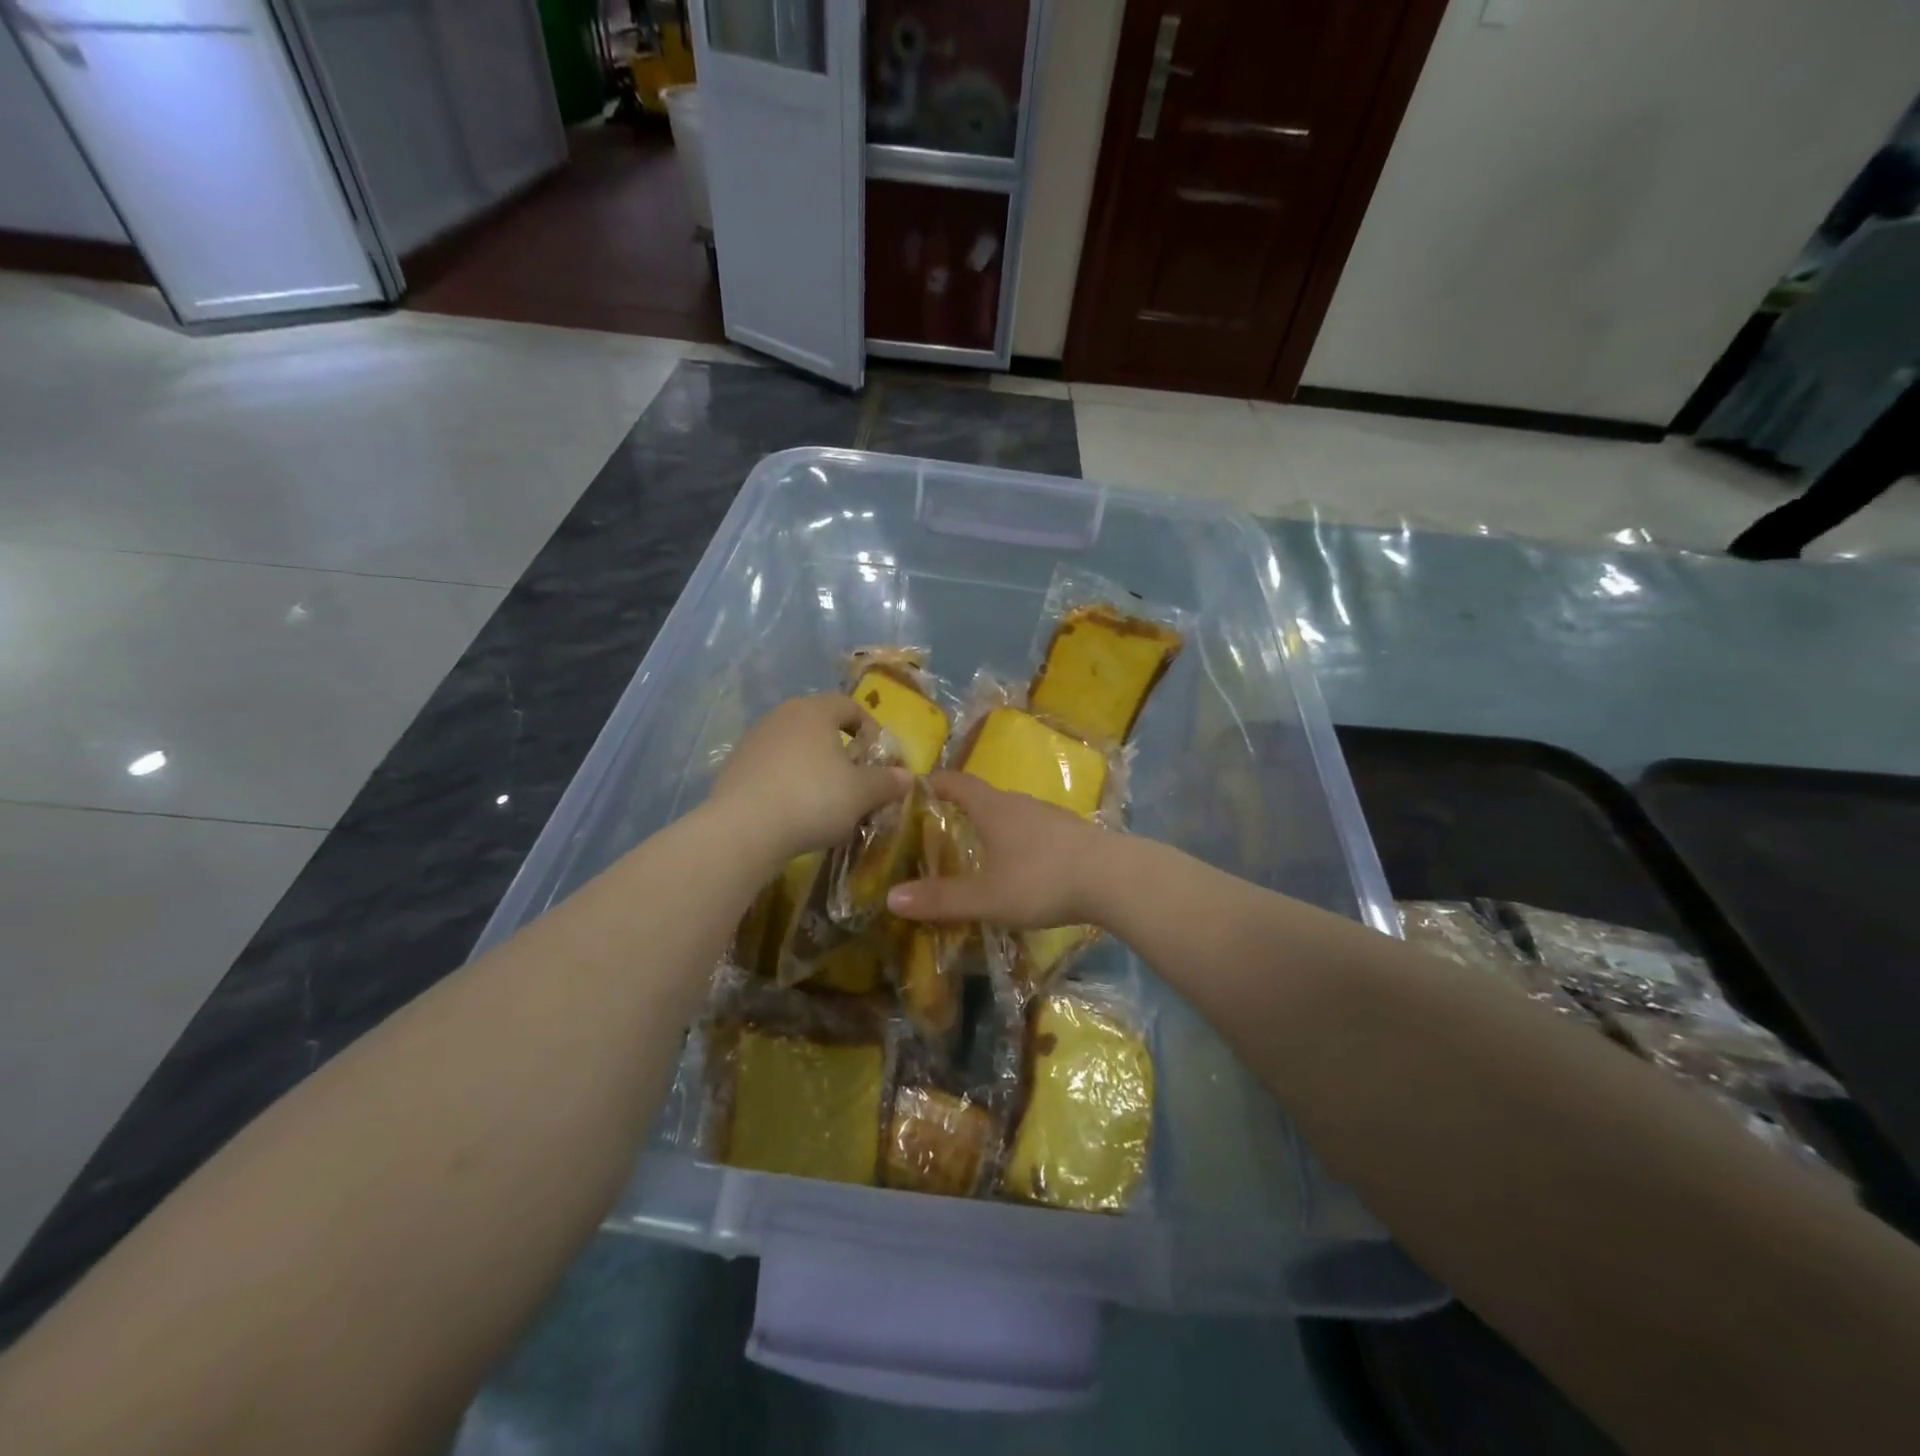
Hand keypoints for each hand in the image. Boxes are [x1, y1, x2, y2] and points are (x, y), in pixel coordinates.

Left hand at [708, 695, 909, 864]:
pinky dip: (789, 783)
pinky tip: (795, 812)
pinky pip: (773, 769)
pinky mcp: (734, 768)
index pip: (849, 706)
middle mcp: (781, 716)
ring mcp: (753, 741)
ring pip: (795, 748)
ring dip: (815, 768)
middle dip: (842, 751)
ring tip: (826, 802)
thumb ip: (887, 782)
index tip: (878, 760)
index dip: (870, 730)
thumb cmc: (813, 799)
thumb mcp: (862, 793)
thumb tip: (906, 776)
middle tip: (856, 782)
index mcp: (814, 710)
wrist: (743, 830)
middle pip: (820, 725)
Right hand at [886, 770, 1110, 928]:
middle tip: (941, 828)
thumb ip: (941, 899)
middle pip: (985, 798)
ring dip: (994, 826)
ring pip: (1013, 814)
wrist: (1115, 878)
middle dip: (962, 809)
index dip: (935, 783)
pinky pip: (1036, 830)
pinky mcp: (1073, 833)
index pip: (957, 783)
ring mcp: (1051, 816)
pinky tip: (1023, 865)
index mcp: (994, 809)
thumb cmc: (1042, 880)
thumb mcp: (987, 897)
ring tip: (980, 849)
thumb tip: (891, 898)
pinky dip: (1020, 841)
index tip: (916, 786)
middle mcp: (1021, 804)